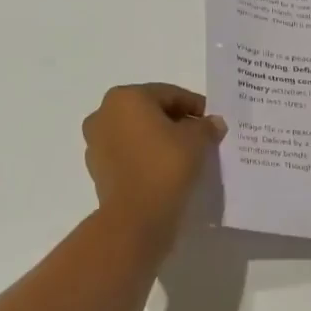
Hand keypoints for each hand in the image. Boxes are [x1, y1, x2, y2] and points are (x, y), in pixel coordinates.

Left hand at [82, 83, 226, 247]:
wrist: (136, 216)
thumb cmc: (165, 165)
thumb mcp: (197, 140)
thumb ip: (206, 126)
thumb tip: (213, 123)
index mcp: (126, 97)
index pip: (169, 94)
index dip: (195, 106)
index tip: (212, 120)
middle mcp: (104, 113)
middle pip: (149, 111)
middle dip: (175, 121)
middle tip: (200, 135)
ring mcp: (96, 142)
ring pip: (137, 133)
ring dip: (159, 138)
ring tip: (184, 154)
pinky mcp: (97, 168)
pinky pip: (128, 154)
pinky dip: (146, 156)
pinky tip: (165, 169)